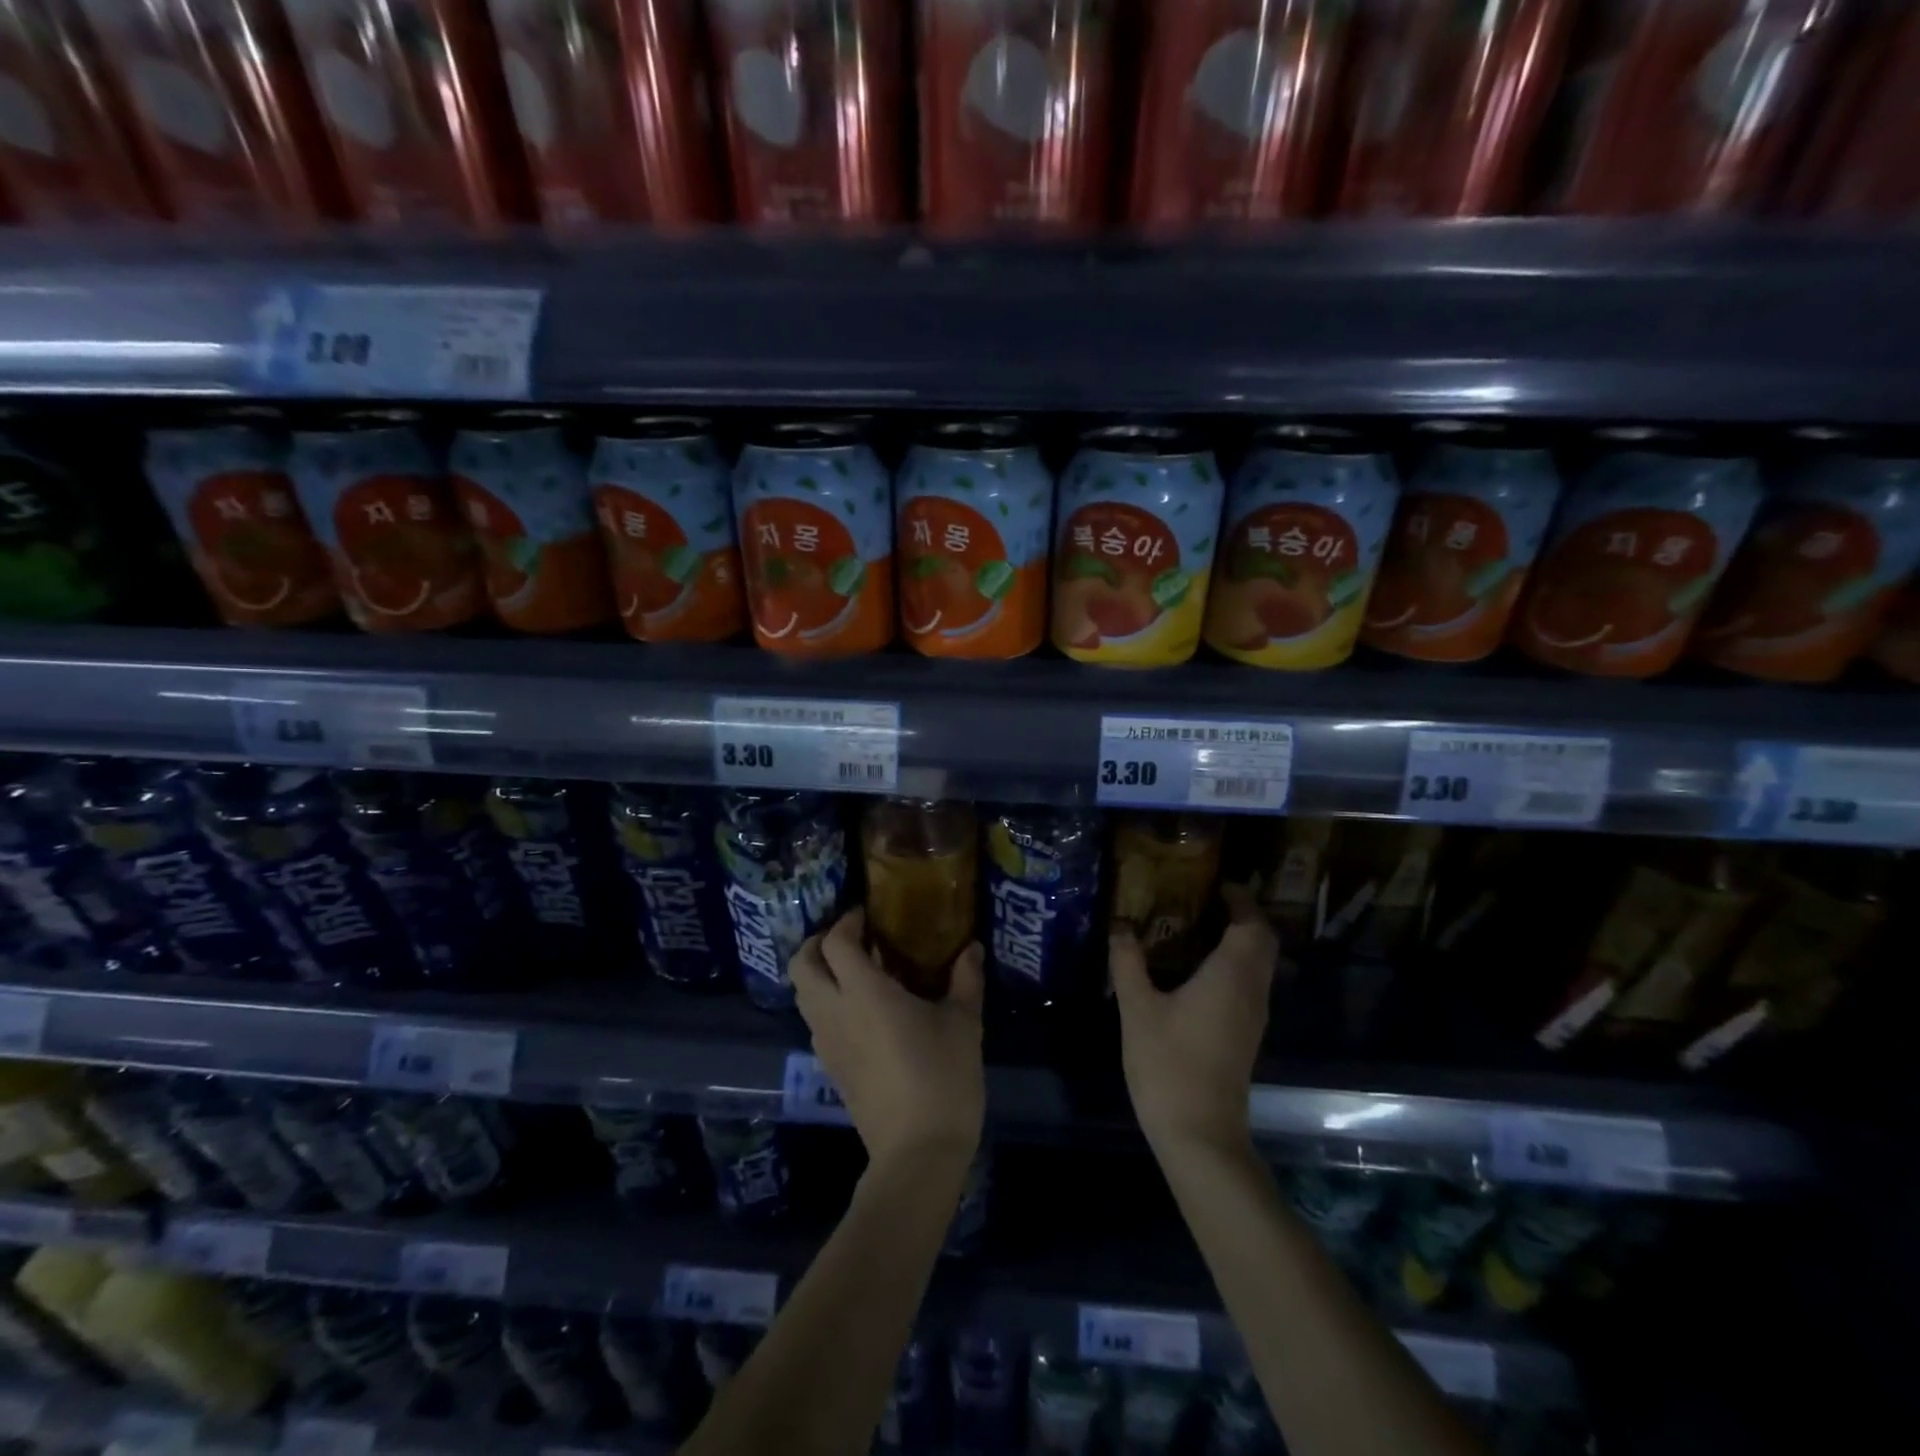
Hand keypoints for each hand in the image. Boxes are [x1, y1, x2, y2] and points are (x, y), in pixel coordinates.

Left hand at [790, 908, 985, 1169]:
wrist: (918, 1152)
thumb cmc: (943, 1077)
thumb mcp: (964, 1022)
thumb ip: (966, 978)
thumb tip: (972, 947)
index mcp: (864, 993)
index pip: (835, 943)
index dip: (846, 922)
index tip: (867, 916)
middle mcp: (835, 1012)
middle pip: (801, 965)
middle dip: (817, 944)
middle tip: (850, 939)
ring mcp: (826, 1043)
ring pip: (802, 995)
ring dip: (818, 973)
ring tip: (854, 971)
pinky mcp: (829, 1068)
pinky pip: (814, 1022)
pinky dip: (824, 1003)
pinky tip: (859, 1011)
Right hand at [1110, 884, 1277, 1156]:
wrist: (1199, 1135)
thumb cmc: (1169, 1064)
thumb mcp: (1137, 1008)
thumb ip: (1128, 961)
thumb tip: (1120, 924)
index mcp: (1231, 976)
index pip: (1252, 923)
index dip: (1240, 899)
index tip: (1215, 882)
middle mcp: (1252, 991)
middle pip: (1262, 941)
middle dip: (1242, 915)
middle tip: (1204, 900)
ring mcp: (1253, 1016)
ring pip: (1259, 964)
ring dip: (1238, 940)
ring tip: (1195, 926)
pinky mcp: (1245, 1035)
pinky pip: (1249, 983)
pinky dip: (1232, 964)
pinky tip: (1195, 969)